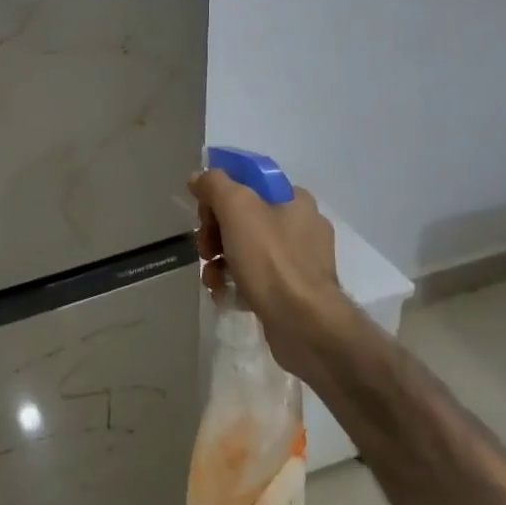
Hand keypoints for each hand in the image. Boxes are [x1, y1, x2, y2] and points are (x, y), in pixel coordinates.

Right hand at [189, 170, 343, 362]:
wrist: (305, 325)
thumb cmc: (271, 259)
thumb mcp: (237, 208)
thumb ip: (215, 184)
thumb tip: (200, 178)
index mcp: (295, 200)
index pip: (248, 183)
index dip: (219, 195)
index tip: (205, 214)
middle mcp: (301, 227)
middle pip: (242, 217)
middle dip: (215, 232)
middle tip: (206, 249)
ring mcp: (299, 262)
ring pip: (244, 249)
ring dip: (220, 260)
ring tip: (212, 278)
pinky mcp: (292, 291)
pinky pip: (254, 277)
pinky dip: (235, 283)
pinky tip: (224, 294)